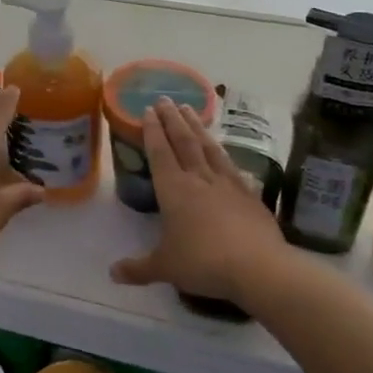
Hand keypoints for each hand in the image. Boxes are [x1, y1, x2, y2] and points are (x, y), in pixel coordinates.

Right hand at [111, 99, 283, 305]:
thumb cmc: (203, 262)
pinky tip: (226, 153)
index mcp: (174, 190)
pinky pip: (233, 167)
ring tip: (192, 110)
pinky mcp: (250, 195)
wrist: (258, 267)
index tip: (148, 109)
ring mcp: (227, 184)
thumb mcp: (165, 267)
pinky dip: (225, 156)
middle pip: (184, 142)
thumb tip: (113, 273)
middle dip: (173, 119)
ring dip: (198, 127)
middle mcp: (199, 179)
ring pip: (209, 148)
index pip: (160, 153)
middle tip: (166, 99)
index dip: (152, 131)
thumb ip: (139, 268)